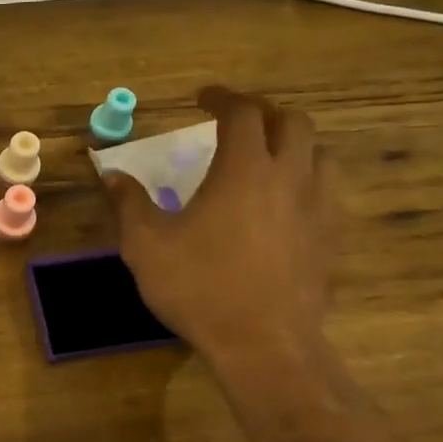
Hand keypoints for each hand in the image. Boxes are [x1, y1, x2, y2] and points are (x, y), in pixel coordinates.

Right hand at [102, 87, 339, 393]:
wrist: (263, 344)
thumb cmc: (199, 287)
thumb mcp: (146, 245)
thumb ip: (129, 203)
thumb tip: (111, 174)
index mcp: (244, 169)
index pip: (242, 113)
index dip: (222, 98)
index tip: (203, 98)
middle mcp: (289, 177)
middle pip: (292, 122)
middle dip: (264, 112)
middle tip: (238, 121)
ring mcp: (318, 208)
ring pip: (319, 154)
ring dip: (293, 145)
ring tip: (267, 157)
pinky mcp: (331, 239)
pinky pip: (327, 193)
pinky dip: (307, 181)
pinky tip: (286, 204)